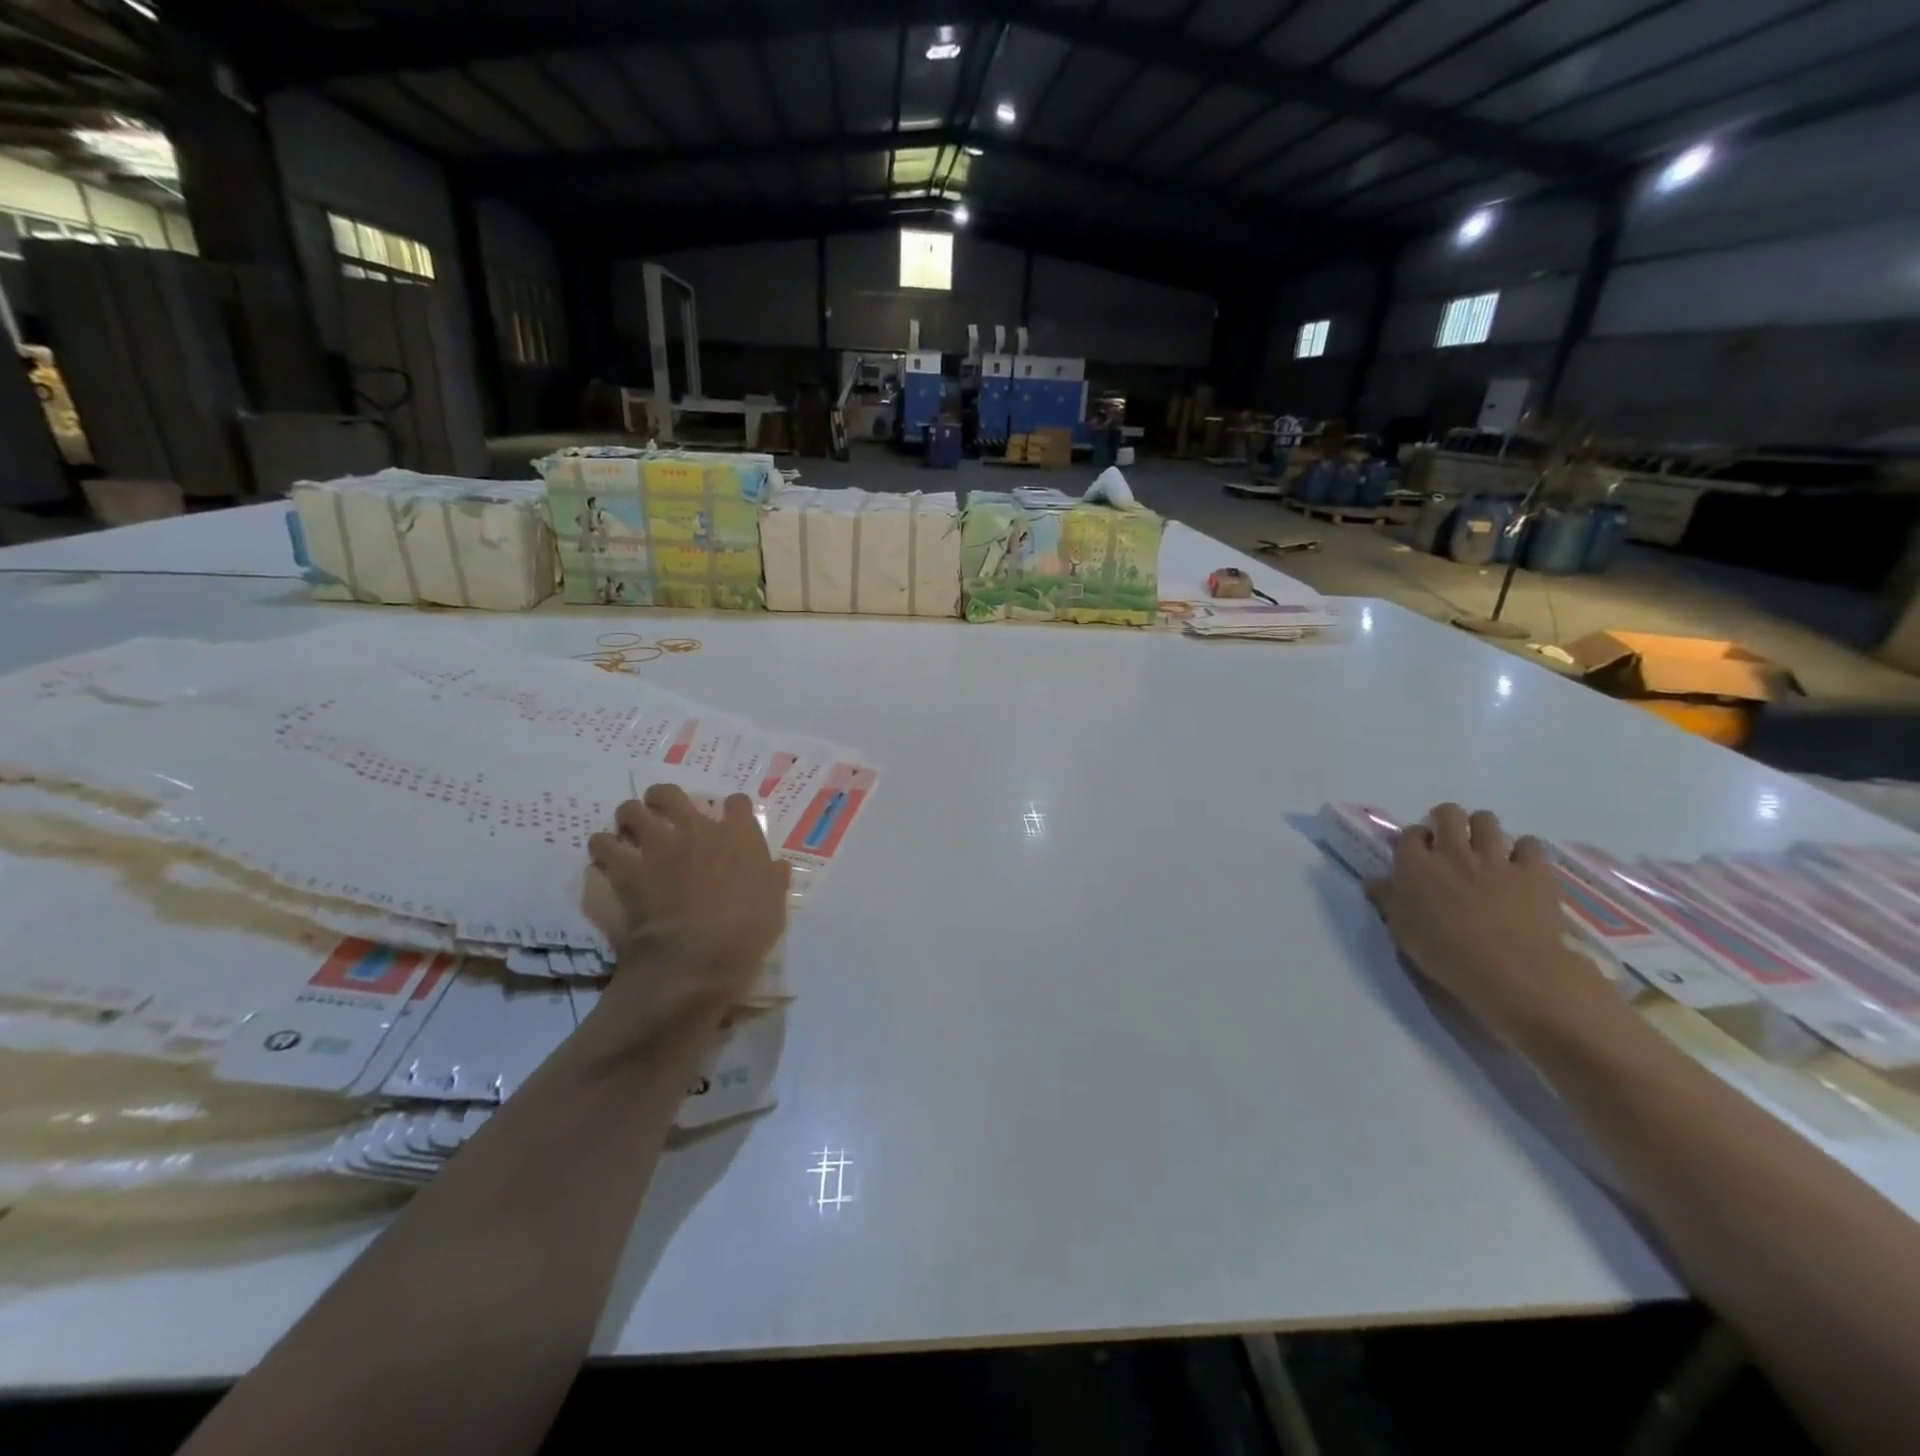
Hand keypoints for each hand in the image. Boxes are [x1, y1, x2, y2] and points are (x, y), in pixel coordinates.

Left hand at [587, 785, 790, 1043]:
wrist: (698, 956)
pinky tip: (606, 859)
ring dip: (629, 820)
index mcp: (739, 836)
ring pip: (631, 811)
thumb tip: (778, 867)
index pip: (737, 803)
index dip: (733, 809)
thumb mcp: (775, 904)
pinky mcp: (628, 870)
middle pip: (671, 794)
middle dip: (663, 800)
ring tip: (629, 833)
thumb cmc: (747, 931)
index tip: (731, 819)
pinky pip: (603, 846)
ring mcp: (659, 847)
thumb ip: (773, 879)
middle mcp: (697, 830)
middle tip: (663, 815)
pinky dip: (602, 849)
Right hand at [1364, 804, 1612, 1037]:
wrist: (1510, 970)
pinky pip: (1529, 844)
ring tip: (1484, 847)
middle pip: (1449, 814)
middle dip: (1446, 819)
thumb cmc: (1445, 954)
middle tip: (1449, 839)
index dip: (1415, 840)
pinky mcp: (1533, 871)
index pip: (1411, 834)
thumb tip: (1374, 882)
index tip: (1419, 854)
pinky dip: (1524, 850)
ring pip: (1486, 820)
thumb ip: (1388, 901)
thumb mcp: (1402, 931)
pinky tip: (1521, 864)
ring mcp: (1495, 859)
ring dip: (1482, 828)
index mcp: (1415, 866)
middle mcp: (1452, 852)